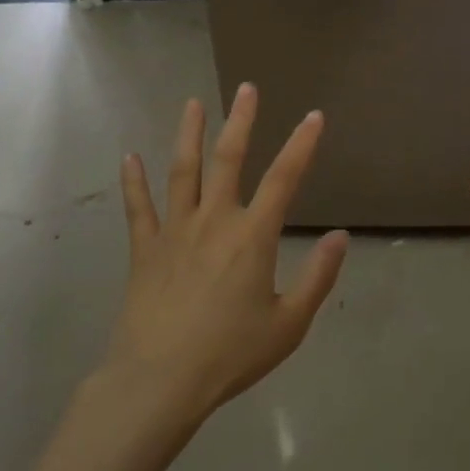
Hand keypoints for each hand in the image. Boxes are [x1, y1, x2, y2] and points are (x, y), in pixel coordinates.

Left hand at [105, 84, 348, 424]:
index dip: (302, 145)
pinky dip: (133, 181)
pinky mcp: (145, 250)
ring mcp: (175, 231)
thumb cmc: (230, 355)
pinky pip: (138, 208)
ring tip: (193, 104)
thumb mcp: (289, 324)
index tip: (314, 116)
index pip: (284, 179)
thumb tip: (340, 236)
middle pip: (228, 160)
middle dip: (241, 121)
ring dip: (189, 135)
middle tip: (246, 89)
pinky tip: (130, 157)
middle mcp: (214, 221)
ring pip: (183, 172)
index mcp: (253, 237)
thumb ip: (318, 277)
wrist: (160, 381)